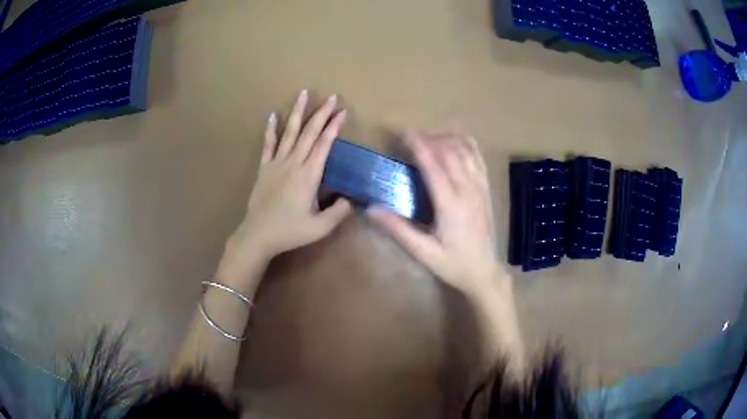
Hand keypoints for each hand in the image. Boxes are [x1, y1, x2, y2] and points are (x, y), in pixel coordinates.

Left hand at [217, 91, 351, 293]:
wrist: (258, 235)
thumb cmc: (290, 231)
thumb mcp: (320, 227)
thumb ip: (339, 212)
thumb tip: (353, 198)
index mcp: (309, 175)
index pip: (324, 144)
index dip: (335, 126)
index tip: (344, 111)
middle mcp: (293, 163)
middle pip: (310, 133)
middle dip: (322, 113)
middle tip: (332, 97)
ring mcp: (276, 163)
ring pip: (290, 132)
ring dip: (298, 112)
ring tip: (303, 94)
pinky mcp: (264, 168)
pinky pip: (268, 144)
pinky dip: (271, 129)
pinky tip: (272, 115)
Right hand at [368, 130, 504, 294]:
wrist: (485, 272)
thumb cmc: (453, 264)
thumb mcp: (424, 252)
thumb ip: (398, 229)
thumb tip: (371, 209)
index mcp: (450, 204)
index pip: (433, 165)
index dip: (418, 145)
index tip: (403, 132)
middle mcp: (468, 190)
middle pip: (449, 152)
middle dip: (429, 138)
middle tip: (411, 135)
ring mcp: (480, 187)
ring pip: (466, 151)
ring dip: (447, 138)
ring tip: (429, 136)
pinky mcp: (487, 189)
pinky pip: (479, 158)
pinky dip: (467, 144)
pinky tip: (456, 141)